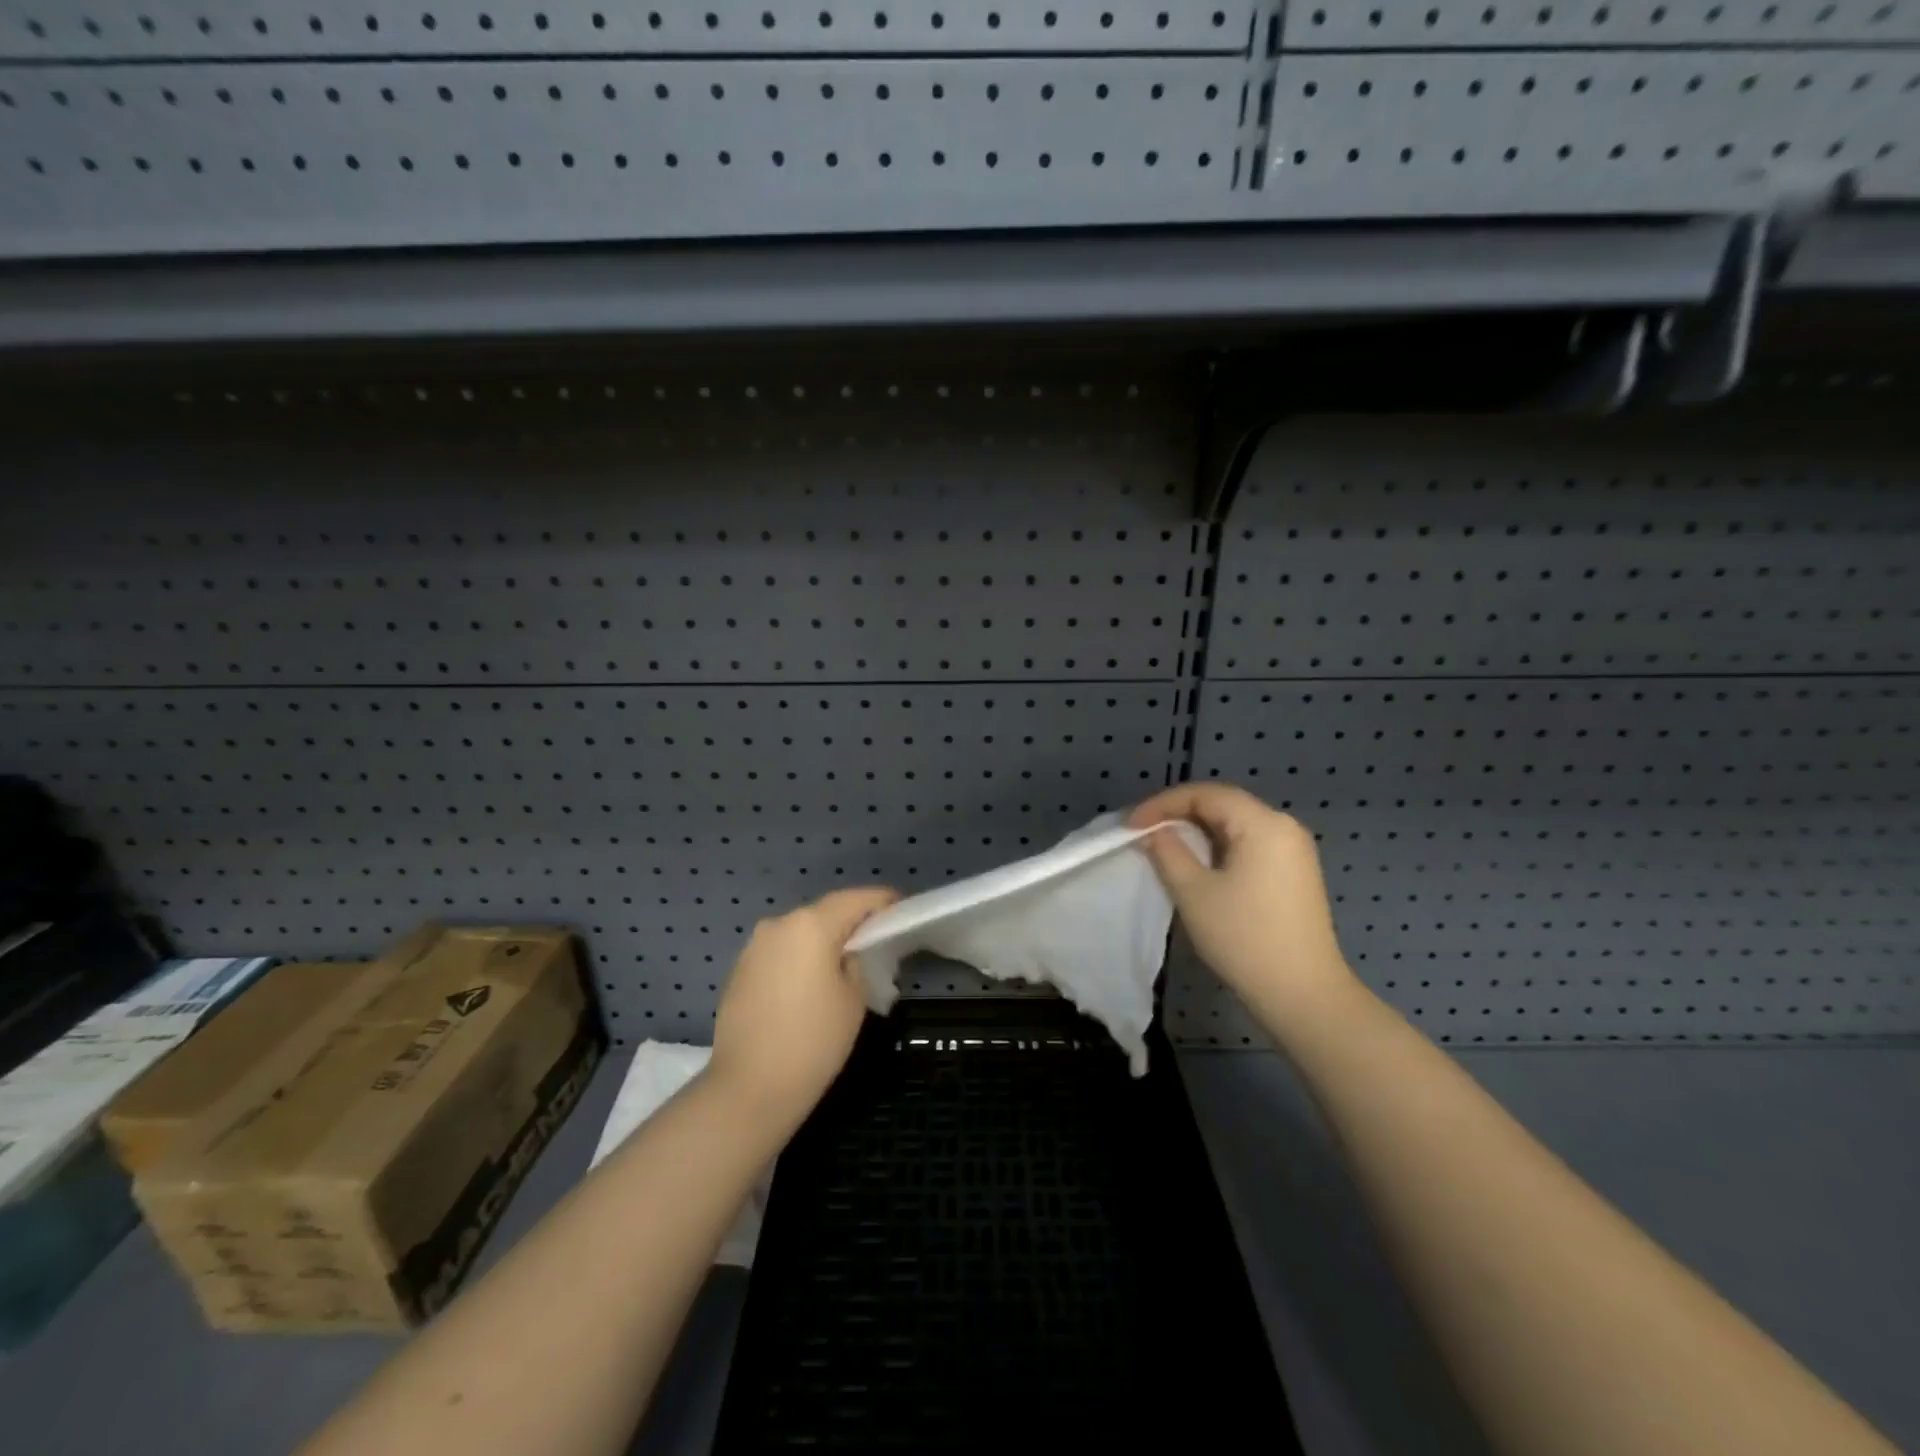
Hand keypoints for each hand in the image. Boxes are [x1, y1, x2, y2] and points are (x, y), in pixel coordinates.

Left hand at [706, 886, 897, 1130]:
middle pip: (825, 912)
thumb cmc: (813, 1041)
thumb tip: (845, 955)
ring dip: (822, 940)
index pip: (855, 899)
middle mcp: (779, 924)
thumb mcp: (854, 998)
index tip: (901, 907)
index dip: (882, 901)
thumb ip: (856, 962)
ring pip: (799, 932)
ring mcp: (754, 947)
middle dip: (851, 922)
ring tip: (844, 963)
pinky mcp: (739, 970)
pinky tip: (811, 983)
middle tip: (876, 939)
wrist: (749, 1089)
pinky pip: (780, 952)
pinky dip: (800, 958)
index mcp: (810, 925)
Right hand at [1130, 782, 1357, 1026]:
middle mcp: (1284, 827)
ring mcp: (1294, 850)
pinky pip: (1249, 844)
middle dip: (1179, 815)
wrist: (1303, 994)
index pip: (1205, 794)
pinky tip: (1197, 866)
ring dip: (1197, 832)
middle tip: (1144, 833)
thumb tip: (1154, 832)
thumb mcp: (1193, 892)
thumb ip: (1167, 851)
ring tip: (1163, 848)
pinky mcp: (1295, 873)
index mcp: (1263, 823)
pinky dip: (1218, 847)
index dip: (1162, 804)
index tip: (1131, 826)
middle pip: (1223, 805)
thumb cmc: (1244, 938)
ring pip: (1235, 825)